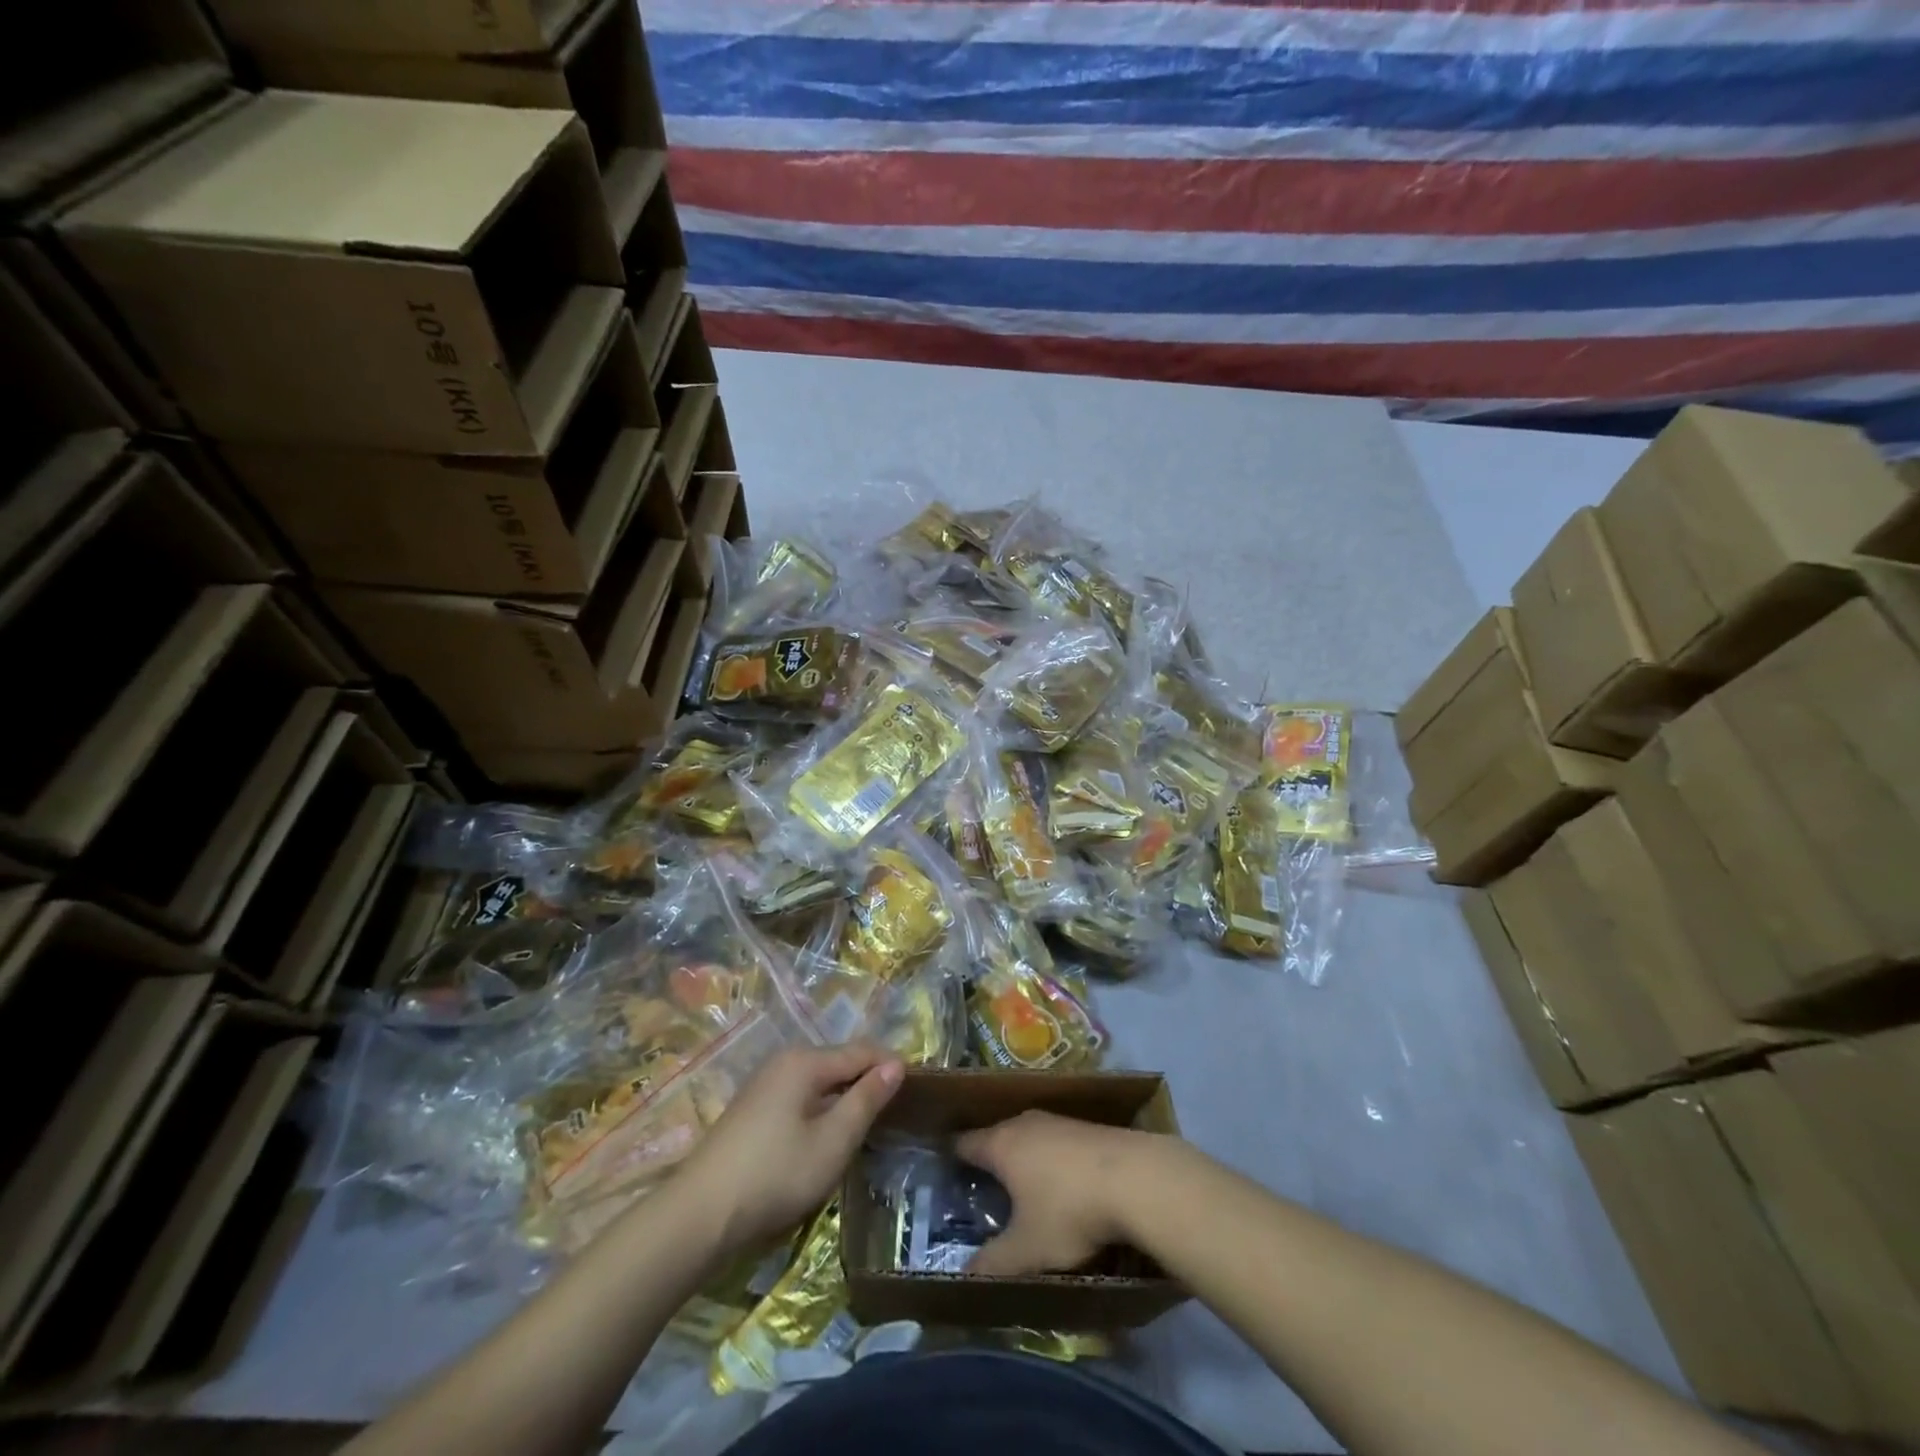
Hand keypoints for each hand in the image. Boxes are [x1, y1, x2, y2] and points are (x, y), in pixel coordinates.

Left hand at [680, 1043, 903, 1251]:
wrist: (700, 1215)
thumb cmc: (776, 1174)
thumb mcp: (833, 1141)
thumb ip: (866, 1100)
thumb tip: (895, 1064)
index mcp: (805, 1061)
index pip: (861, 1051)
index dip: (890, 1066)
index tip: (918, 1088)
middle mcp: (784, 1061)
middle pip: (839, 1062)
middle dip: (867, 1081)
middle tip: (896, 1110)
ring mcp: (765, 1085)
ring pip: (819, 1082)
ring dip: (844, 1098)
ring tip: (868, 1124)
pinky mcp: (753, 1110)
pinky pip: (801, 1097)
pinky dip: (822, 1109)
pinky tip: (828, 1135)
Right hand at [956, 1111, 1162, 1276]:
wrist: (1137, 1178)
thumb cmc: (1069, 1209)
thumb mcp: (1027, 1249)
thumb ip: (993, 1262)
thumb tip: (963, 1275)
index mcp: (1001, 1144)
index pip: (963, 1143)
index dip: (950, 1159)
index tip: (942, 1174)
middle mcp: (1024, 1123)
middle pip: (996, 1138)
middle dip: (988, 1162)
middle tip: (980, 1192)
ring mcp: (1057, 1121)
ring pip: (1028, 1139)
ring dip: (1022, 1161)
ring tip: (1020, 1192)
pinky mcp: (1086, 1128)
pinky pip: (1054, 1143)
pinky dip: (1050, 1162)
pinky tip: (1061, 1187)